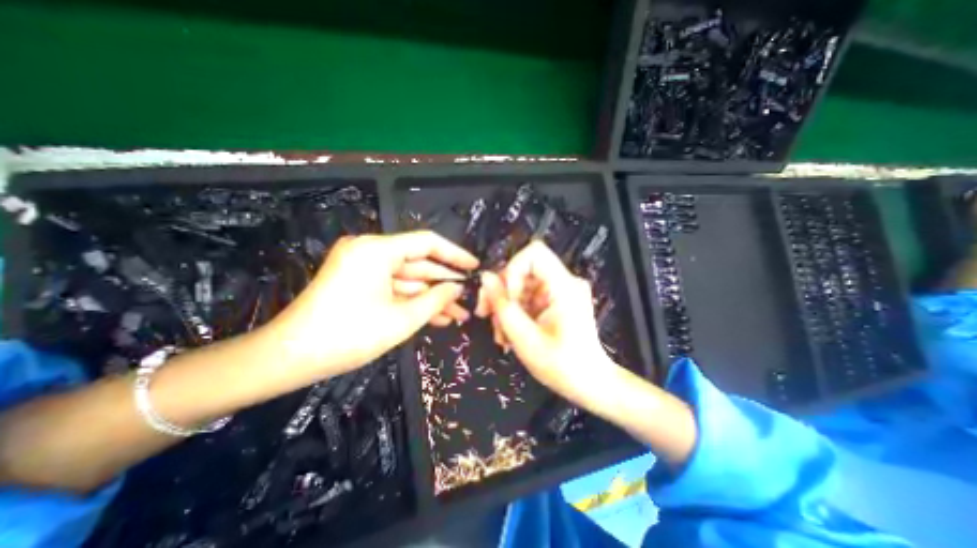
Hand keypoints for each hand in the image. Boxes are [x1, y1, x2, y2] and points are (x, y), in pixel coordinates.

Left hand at [272, 229, 480, 376]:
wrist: (288, 358)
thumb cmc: (349, 336)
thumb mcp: (402, 319)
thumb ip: (436, 299)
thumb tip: (458, 288)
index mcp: (377, 250)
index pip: (427, 243)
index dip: (454, 254)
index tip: (475, 266)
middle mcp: (370, 250)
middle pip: (418, 262)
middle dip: (444, 283)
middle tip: (470, 297)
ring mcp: (363, 266)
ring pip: (407, 278)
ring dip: (431, 296)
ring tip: (458, 314)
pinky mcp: (359, 282)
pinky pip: (393, 287)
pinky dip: (413, 301)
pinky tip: (436, 316)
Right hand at [476, 243, 616, 404]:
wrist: (589, 383)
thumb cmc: (561, 366)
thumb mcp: (524, 338)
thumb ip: (502, 305)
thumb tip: (485, 277)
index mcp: (564, 286)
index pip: (534, 253)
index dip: (512, 270)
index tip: (504, 298)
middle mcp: (565, 282)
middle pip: (523, 270)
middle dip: (502, 293)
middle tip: (486, 316)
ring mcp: (561, 291)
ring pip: (521, 285)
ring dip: (506, 307)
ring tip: (501, 334)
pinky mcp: (556, 301)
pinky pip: (528, 296)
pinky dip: (516, 312)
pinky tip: (509, 333)